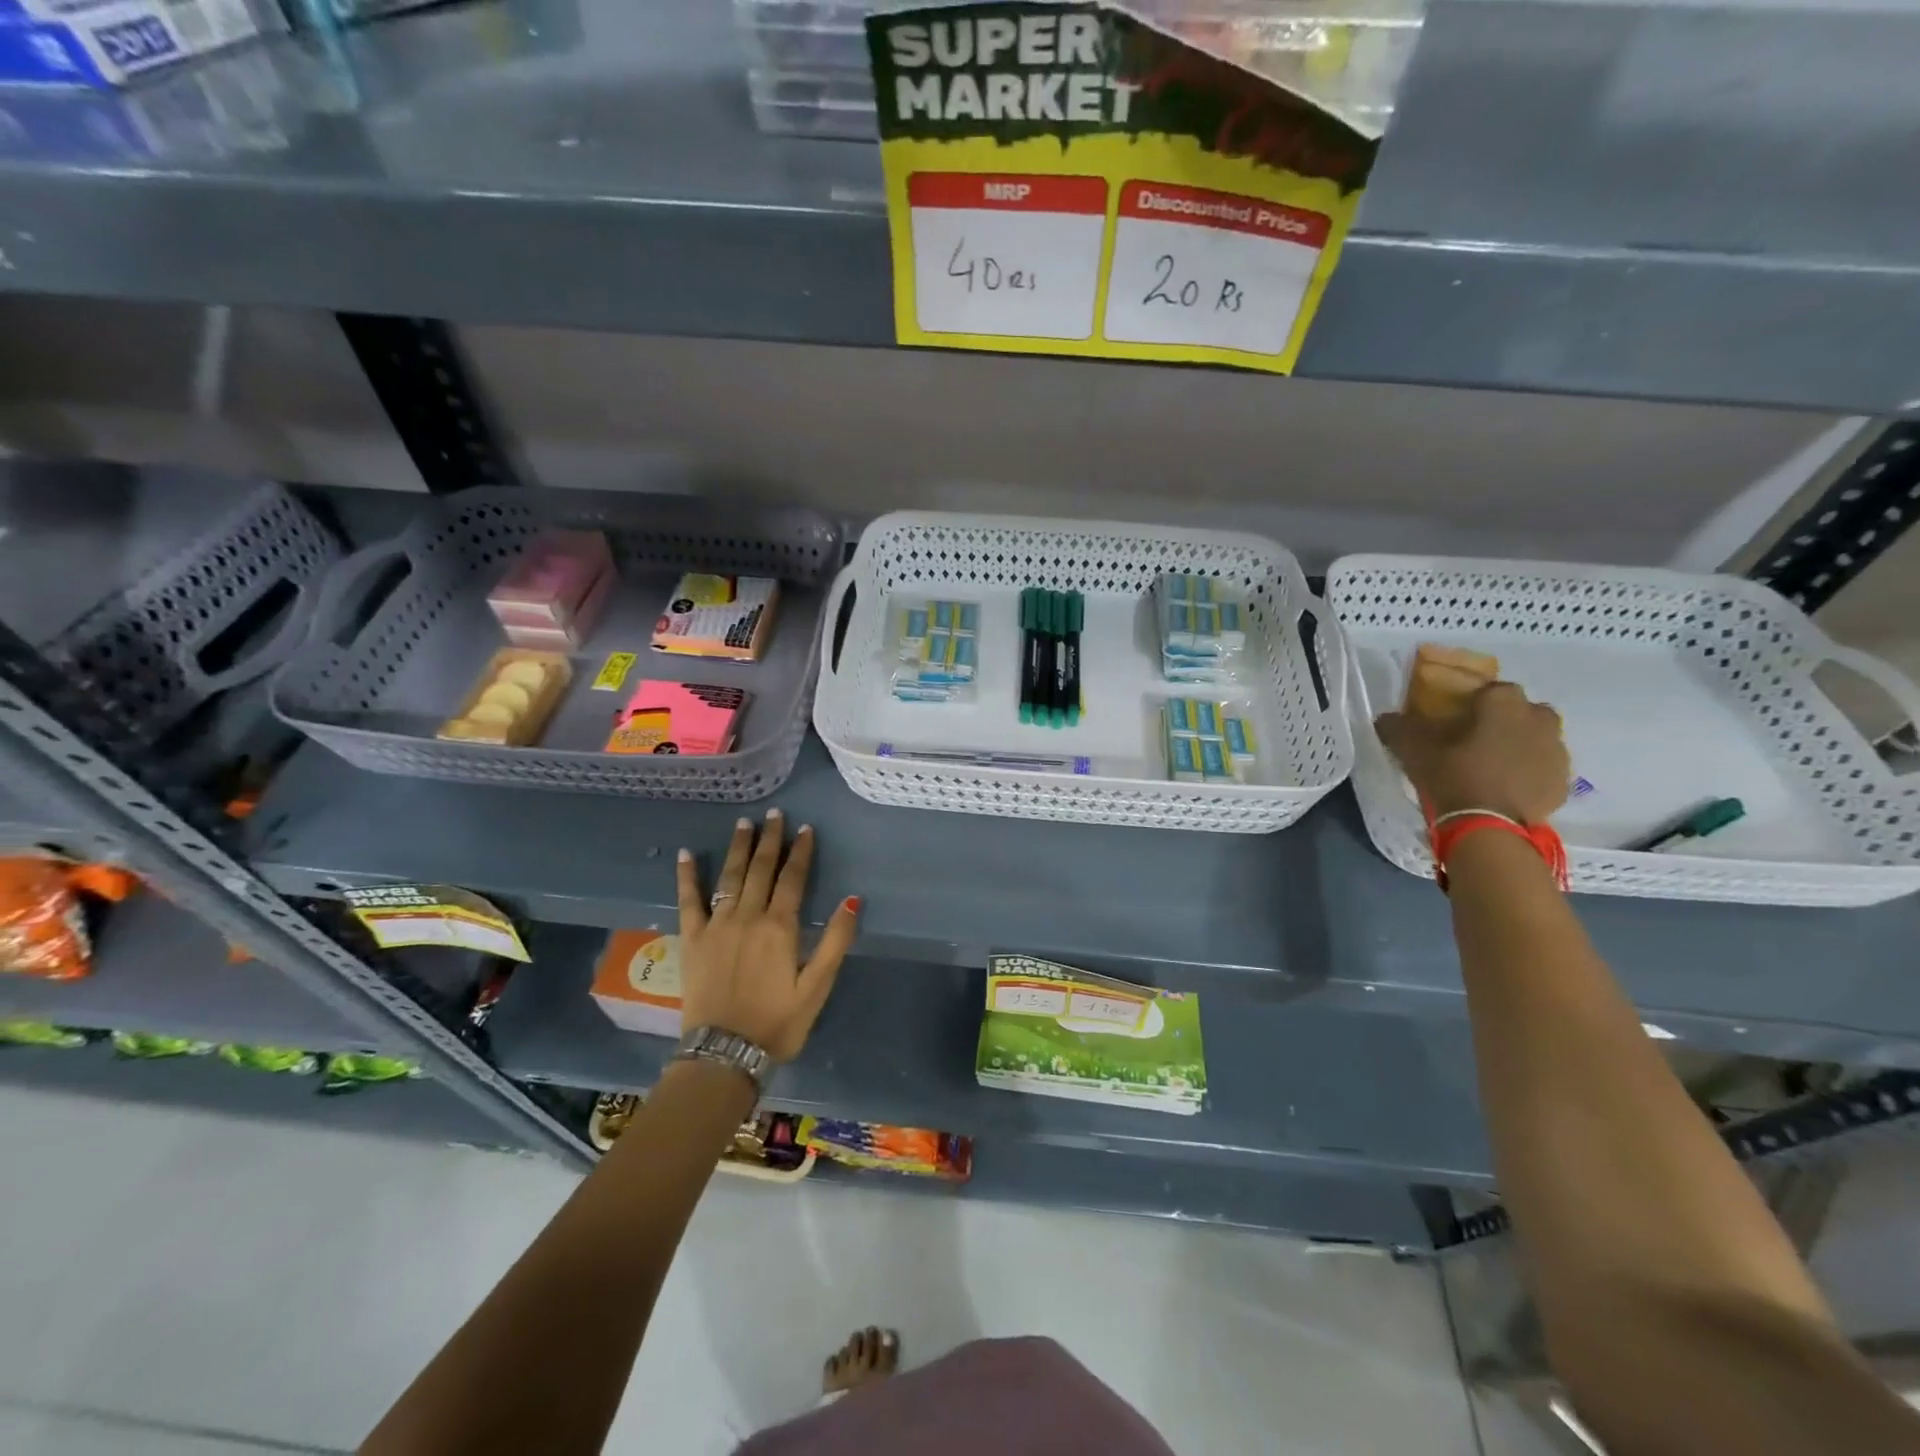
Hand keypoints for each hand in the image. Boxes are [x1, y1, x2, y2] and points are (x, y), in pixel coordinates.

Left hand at [675, 810, 859, 1061]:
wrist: (725, 1054)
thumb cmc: (778, 1022)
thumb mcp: (817, 986)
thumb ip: (836, 941)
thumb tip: (852, 899)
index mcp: (780, 927)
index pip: (793, 878)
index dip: (801, 852)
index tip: (805, 829)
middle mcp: (748, 917)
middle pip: (761, 869)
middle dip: (770, 839)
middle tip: (774, 814)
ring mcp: (716, 925)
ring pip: (730, 877)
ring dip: (738, 848)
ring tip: (744, 823)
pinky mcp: (692, 939)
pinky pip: (687, 901)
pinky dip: (687, 876)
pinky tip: (687, 854)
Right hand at [1376, 681, 1570, 824]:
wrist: (1490, 827)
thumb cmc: (1453, 777)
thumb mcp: (1414, 750)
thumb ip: (1399, 728)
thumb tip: (1386, 718)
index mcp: (1505, 704)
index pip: (1492, 689)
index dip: (1475, 702)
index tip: (1457, 719)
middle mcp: (1539, 720)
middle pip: (1523, 711)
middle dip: (1505, 720)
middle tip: (1477, 740)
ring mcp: (1557, 752)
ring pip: (1538, 739)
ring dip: (1520, 745)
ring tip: (1492, 766)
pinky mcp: (1563, 782)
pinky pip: (1544, 768)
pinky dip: (1530, 773)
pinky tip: (1506, 788)